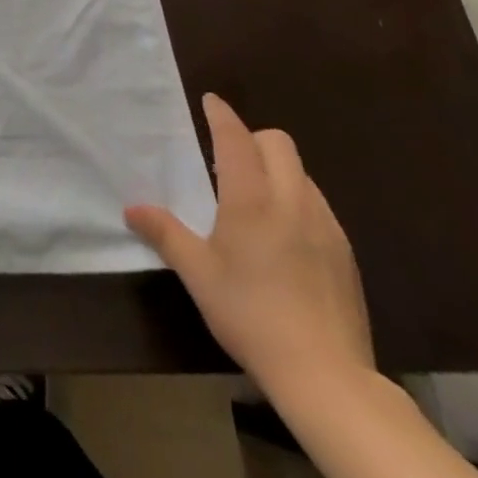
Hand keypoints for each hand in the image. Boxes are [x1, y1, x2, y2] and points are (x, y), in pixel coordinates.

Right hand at [126, 93, 372, 394]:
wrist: (327, 376)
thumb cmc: (251, 315)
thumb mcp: (198, 275)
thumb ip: (165, 234)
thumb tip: (131, 209)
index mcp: (252, 198)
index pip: (236, 137)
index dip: (222, 115)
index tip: (210, 101)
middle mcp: (291, 199)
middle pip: (277, 143)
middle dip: (252, 138)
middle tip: (229, 160)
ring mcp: (325, 225)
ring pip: (301, 172)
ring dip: (277, 169)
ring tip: (256, 199)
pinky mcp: (345, 252)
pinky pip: (318, 204)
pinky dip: (297, 199)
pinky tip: (285, 236)